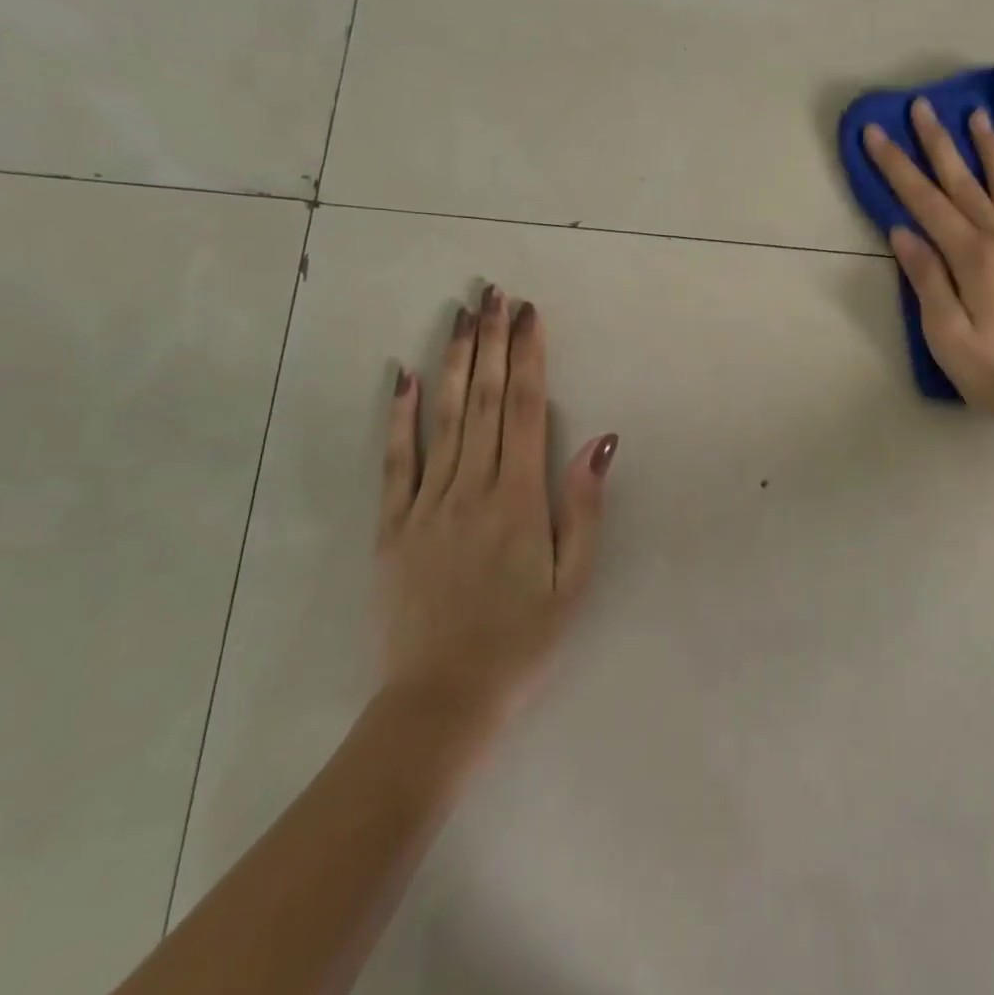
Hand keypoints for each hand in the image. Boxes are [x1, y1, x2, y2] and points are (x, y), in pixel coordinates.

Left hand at [376, 286, 618, 724]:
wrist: (441, 700)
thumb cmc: (522, 640)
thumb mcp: (574, 581)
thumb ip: (584, 507)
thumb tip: (600, 440)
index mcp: (518, 498)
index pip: (523, 408)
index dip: (527, 356)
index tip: (529, 314)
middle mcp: (471, 487)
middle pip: (482, 398)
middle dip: (490, 340)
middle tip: (493, 293)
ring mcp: (426, 503)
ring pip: (441, 416)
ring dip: (451, 360)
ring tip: (459, 315)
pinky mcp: (393, 525)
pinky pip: (395, 460)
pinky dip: (398, 415)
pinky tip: (400, 376)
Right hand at [863, 99, 993, 434]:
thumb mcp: (947, 337)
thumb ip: (927, 280)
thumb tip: (903, 232)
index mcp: (974, 258)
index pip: (926, 202)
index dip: (897, 166)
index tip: (877, 133)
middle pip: (966, 183)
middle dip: (939, 144)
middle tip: (921, 106)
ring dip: (989, 149)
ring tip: (976, 116)